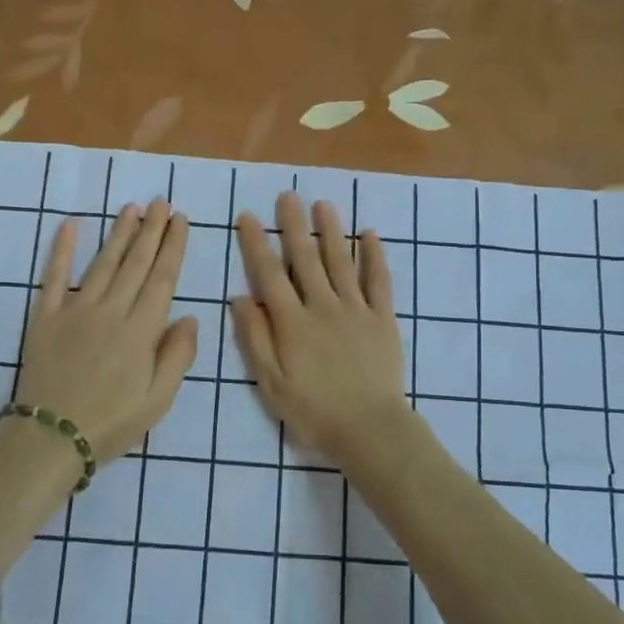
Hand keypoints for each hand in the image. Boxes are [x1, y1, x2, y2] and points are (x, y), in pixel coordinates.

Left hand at [16, 200, 198, 464]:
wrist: (51, 437)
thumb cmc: (112, 423)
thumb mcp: (159, 400)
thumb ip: (178, 356)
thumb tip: (191, 318)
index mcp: (141, 330)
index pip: (162, 278)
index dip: (173, 247)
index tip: (181, 220)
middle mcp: (111, 310)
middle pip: (135, 263)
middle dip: (151, 230)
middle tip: (161, 202)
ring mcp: (76, 310)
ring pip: (102, 263)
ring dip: (119, 233)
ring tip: (131, 208)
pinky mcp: (45, 317)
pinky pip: (54, 277)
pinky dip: (61, 250)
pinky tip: (70, 225)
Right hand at [231, 193, 408, 462]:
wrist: (369, 428)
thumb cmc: (314, 411)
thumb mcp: (271, 382)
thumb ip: (255, 339)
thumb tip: (240, 298)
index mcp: (292, 322)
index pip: (269, 274)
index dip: (257, 243)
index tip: (249, 216)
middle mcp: (322, 306)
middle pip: (306, 259)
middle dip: (294, 225)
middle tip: (288, 195)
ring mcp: (356, 309)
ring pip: (341, 261)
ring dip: (331, 231)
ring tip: (323, 204)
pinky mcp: (382, 318)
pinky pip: (379, 281)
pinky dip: (375, 256)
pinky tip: (370, 234)